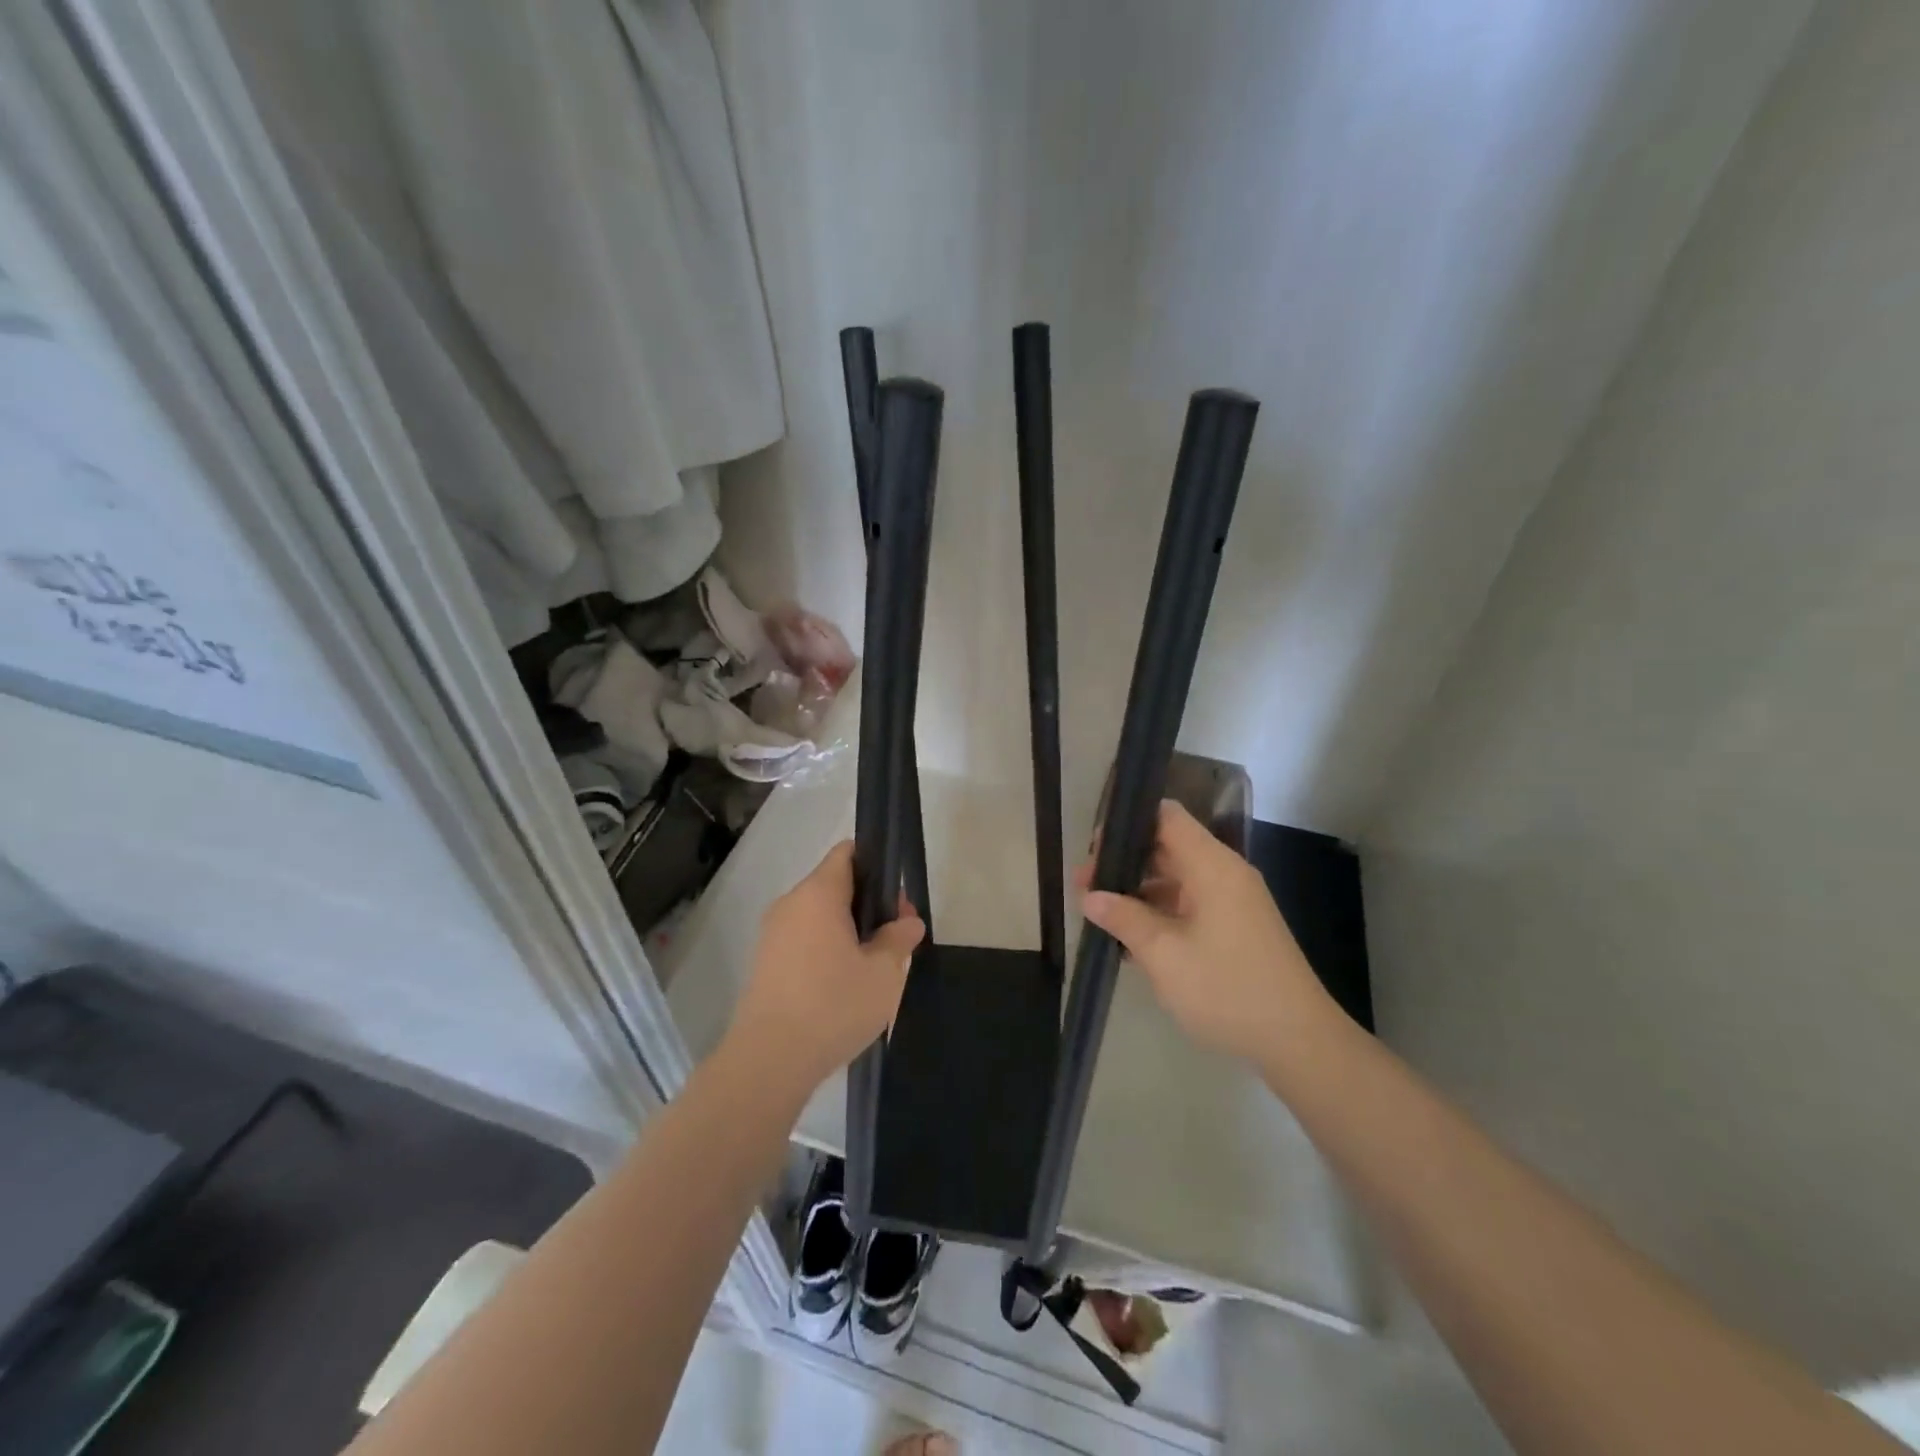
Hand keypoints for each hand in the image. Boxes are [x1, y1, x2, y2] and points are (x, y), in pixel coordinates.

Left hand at [727, 841, 924, 1097]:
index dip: (877, 865)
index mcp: (818, 893)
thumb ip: (898, 939)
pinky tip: (844, 985)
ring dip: (848, 930)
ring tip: (874, 966)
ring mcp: (772, 934)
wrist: (769, 1061)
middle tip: (897, 938)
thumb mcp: (883, 973)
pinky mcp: (765, 964)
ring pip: (819, 916)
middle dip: (869, 904)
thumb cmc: (833, 1006)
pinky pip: (803, 940)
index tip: (897, 898)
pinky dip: (826, 950)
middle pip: (835, 885)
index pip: (847, 853)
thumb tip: (907, 921)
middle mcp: (790, 904)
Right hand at [1077, 800, 1328, 1063]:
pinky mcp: (1237, 928)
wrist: (1298, 1041)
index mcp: (1212, 866)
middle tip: (1084, 884)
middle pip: (1168, 847)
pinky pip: (1191, 904)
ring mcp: (1234, 902)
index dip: (1128, 822)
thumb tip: (1090, 896)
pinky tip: (1132, 939)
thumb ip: (1124, 918)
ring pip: (1177, 879)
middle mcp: (1225, 873)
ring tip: (1100, 912)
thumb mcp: (1163, 954)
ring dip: (1140, 891)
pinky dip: (1161, 912)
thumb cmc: (1226, 988)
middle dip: (1125, 861)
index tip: (1094, 848)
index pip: (1167, 817)